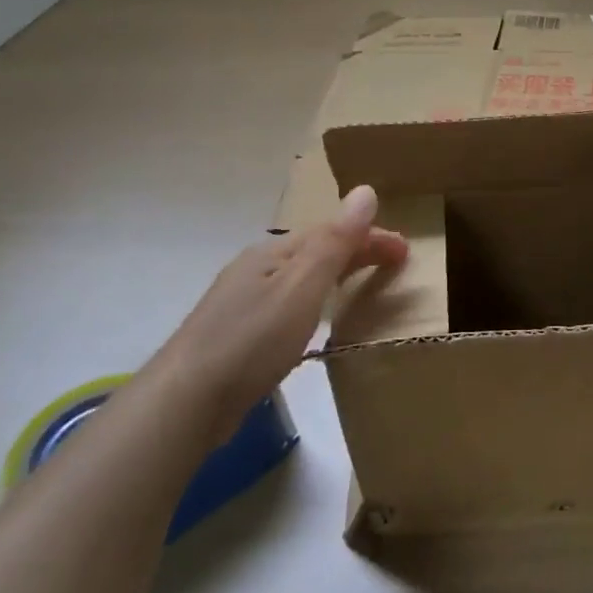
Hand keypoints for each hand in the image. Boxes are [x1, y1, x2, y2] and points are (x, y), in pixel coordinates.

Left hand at [146, 186, 407, 410]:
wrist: (186, 401)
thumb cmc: (251, 340)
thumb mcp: (302, 287)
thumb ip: (335, 242)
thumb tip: (365, 191)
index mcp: (274, 252)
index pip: (333, 232)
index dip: (372, 237)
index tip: (406, 252)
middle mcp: (257, 269)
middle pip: (316, 250)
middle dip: (357, 251)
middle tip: (395, 265)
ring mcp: (243, 301)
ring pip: (302, 277)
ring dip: (337, 274)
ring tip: (363, 286)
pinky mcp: (238, 334)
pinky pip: (290, 303)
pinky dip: (316, 301)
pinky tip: (316, 321)